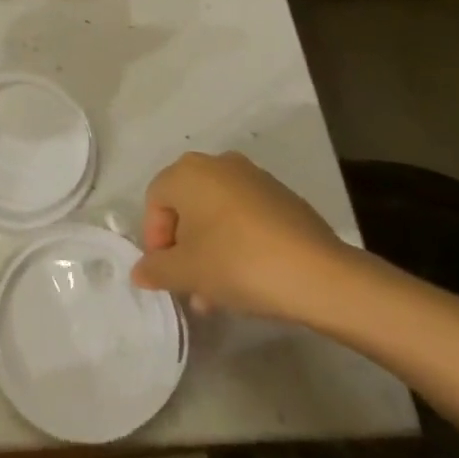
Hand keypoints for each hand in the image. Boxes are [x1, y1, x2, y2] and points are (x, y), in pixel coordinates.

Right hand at [131, 152, 357, 323]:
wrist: (319, 275)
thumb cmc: (238, 263)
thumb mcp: (187, 273)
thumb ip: (156, 270)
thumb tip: (140, 271)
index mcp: (188, 172)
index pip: (155, 201)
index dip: (154, 239)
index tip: (167, 273)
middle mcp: (218, 164)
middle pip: (186, 206)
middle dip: (183, 247)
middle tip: (190, 284)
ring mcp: (254, 177)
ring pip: (216, 214)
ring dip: (209, 249)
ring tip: (218, 294)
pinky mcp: (282, 197)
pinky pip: (245, 217)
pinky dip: (237, 242)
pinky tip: (248, 279)